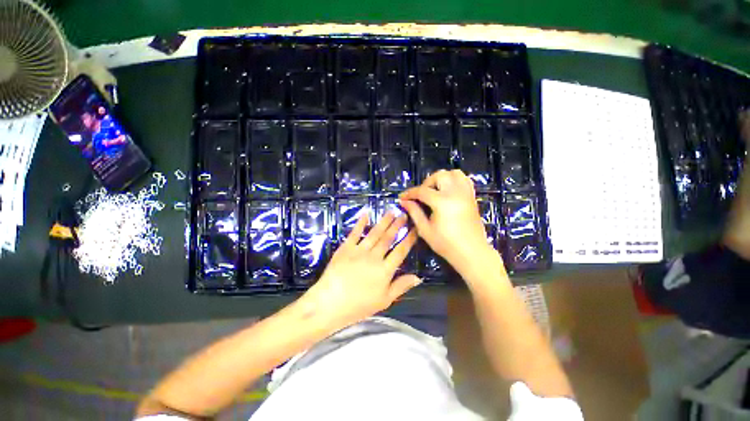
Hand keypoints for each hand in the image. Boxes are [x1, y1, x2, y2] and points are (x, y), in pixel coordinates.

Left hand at [298, 211, 419, 329]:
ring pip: (374, 233)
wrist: (329, 303)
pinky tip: (366, 214)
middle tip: (404, 215)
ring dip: (383, 221)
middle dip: (397, 225)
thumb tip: (418, 277)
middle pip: (388, 238)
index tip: (415, 229)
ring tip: (391, 212)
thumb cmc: (358, 305)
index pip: (401, 251)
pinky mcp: (345, 248)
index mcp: (385, 270)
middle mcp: (374, 256)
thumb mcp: (384, 301)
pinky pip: (355, 233)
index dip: (409, 239)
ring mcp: (359, 250)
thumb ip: (401, 287)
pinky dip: (361, 223)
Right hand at [399, 169, 497, 273]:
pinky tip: (448, 191)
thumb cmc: (446, 244)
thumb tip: (404, 202)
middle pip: (439, 176)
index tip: (402, 198)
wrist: (471, 252)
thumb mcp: (425, 229)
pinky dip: (454, 180)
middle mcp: (456, 193)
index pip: (422, 191)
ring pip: (454, 173)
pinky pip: (464, 180)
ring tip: (435, 191)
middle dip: (426, 183)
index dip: (410, 193)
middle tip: (421, 196)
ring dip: (441, 179)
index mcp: (442, 202)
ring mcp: (466, 194)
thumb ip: (414, 212)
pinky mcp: (471, 197)